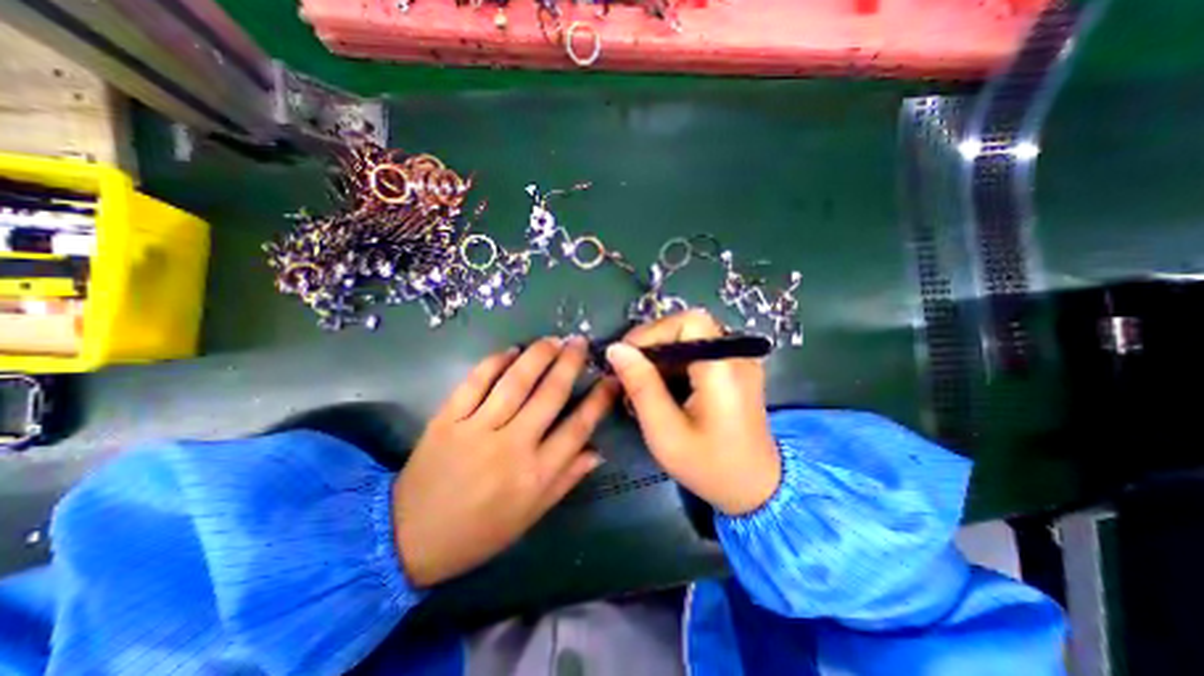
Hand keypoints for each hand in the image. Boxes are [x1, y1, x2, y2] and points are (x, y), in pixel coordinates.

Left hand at [396, 337, 613, 587]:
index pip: (578, 428)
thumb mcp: (530, 515)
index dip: (599, 400)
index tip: (611, 378)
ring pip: (515, 382)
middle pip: (550, 395)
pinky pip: (475, 383)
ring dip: (538, 356)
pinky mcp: (447, 420)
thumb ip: (566, 480)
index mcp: (535, 474)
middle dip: (570, 364)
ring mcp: (477, 430)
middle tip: (580, 342)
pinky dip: (494, 363)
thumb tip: (597, 451)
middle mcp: (511, 446)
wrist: (409, 540)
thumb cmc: (478, 532)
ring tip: (553, 340)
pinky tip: (511, 350)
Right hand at [602, 310, 781, 513]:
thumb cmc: (710, 467)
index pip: (689, 322)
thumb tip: (616, 349)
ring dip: (662, 355)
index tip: (626, 357)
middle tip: (629, 372)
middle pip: (688, 327)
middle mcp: (736, 356)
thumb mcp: (666, 432)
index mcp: (723, 369)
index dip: (654, 331)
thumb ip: (641, 386)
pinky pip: (699, 351)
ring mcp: (739, 361)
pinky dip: (676, 363)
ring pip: (691, 337)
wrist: (756, 489)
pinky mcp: (735, 370)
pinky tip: (663, 387)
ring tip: (642, 384)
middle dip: (653, 344)